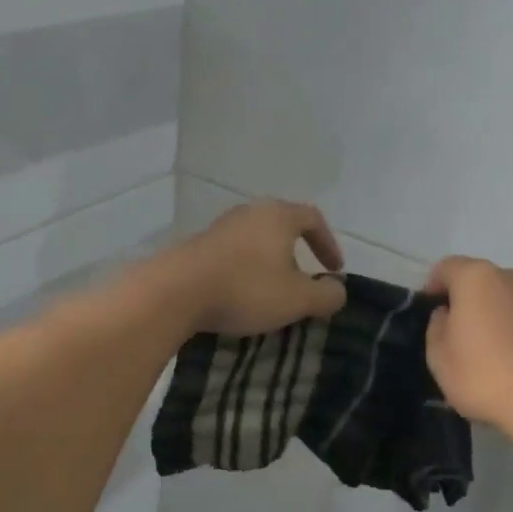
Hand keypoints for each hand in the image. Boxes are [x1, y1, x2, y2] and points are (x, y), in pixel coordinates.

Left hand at [173, 200, 347, 335]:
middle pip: (282, 225)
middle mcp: (250, 212)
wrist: (175, 292)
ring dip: (269, 262)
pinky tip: (241, 293)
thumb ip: (326, 294)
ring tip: (272, 291)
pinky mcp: (198, 245)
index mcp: (278, 216)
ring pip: (255, 239)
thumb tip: (337, 290)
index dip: (328, 243)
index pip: (313, 218)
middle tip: (304, 280)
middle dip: (297, 252)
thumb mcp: (297, 299)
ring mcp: (220, 227)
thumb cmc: (246, 289)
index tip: (334, 270)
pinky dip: (245, 269)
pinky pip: (233, 253)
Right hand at [424, 257, 512, 433]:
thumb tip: (447, 314)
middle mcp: (510, 279)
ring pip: (503, 298)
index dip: (432, 286)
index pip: (446, 267)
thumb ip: (436, 326)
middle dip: (464, 298)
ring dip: (490, 313)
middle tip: (453, 330)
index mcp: (477, 278)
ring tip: (482, 347)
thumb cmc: (482, 375)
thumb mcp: (438, 356)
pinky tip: (508, 359)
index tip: (428, 311)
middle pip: (478, 279)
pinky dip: (512, 330)